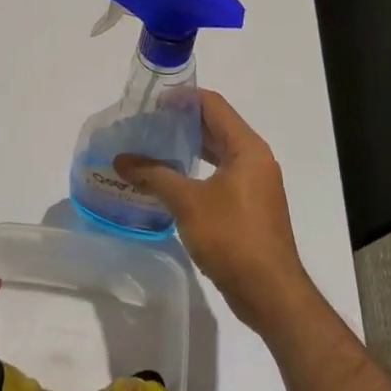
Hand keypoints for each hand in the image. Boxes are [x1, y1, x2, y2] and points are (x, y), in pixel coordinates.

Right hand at [116, 91, 319, 336]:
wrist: (269, 292)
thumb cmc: (232, 237)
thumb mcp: (188, 202)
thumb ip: (154, 175)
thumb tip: (121, 160)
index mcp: (247, 149)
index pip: (214, 105)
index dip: (183, 98)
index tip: (151, 101)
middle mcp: (255, 161)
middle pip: (217, 127)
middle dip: (181, 123)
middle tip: (145, 124)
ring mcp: (254, 186)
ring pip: (218, 154)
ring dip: (188, 149)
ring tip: (151, 148)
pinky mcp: (249, 208)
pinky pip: (220, 177)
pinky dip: (196, 172)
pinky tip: (169, 182)